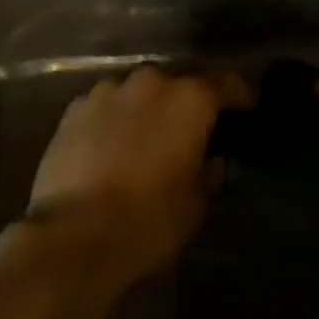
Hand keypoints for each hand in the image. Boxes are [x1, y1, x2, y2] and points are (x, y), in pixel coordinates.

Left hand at [24, 67, 242, 286]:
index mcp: (190, 99)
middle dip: (188, 103)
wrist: (72, 236)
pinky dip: (114, 120)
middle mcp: (152, 82)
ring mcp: (108, 91)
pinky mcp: (74, 109)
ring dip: (148, 109)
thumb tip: (210, 160)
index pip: (227, 84)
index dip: (240, 97)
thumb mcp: (196, 204)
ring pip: (140, 92)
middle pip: (180, 83)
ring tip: (146, 139)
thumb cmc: (148, 220)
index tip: (246, 111)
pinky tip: (111, 147)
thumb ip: (209, 172)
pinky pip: (107, 106)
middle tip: (191, 131)